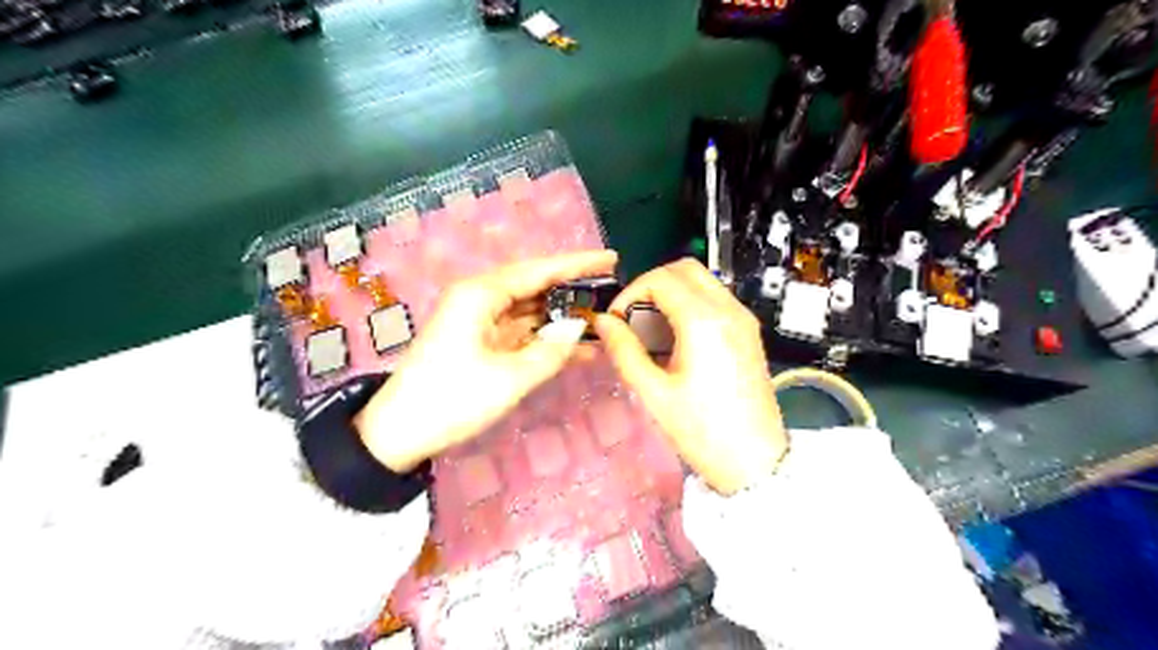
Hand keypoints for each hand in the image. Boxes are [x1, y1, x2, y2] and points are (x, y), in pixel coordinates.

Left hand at [358, 250, 618, 472]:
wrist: (399, 433)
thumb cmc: (452, 399)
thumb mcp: (509, 378)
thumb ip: (551, 351)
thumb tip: (579, 329)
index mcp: (481, 294)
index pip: (539, 270)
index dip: (578, 264)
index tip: (611, 259)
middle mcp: (480, 299)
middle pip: (536, 286)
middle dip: (573, 291)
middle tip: (612, 292)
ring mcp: (480, 321)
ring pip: (532, 311)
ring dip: (563, 318)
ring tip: (604, 321)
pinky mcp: (481, 343)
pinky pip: (522, 334)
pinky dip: (547, 340)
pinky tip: (579, 350)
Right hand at [596, 257, 787, 491]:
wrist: (755, 461)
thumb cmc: (702, 431)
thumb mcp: (654, 393)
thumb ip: (624, 350)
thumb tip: (603, 322)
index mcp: (704, 322)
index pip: (660, 279)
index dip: (630, 293)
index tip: (617, 320)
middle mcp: (729, 310)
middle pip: (684, 269)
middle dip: (651, 284)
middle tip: (632, 317)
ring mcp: (743, 318)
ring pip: (702, 280)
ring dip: (671, 292)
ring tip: (651, 329)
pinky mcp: (749, 331)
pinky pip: (715, 299)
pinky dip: (689, 303)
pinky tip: (676, 338)